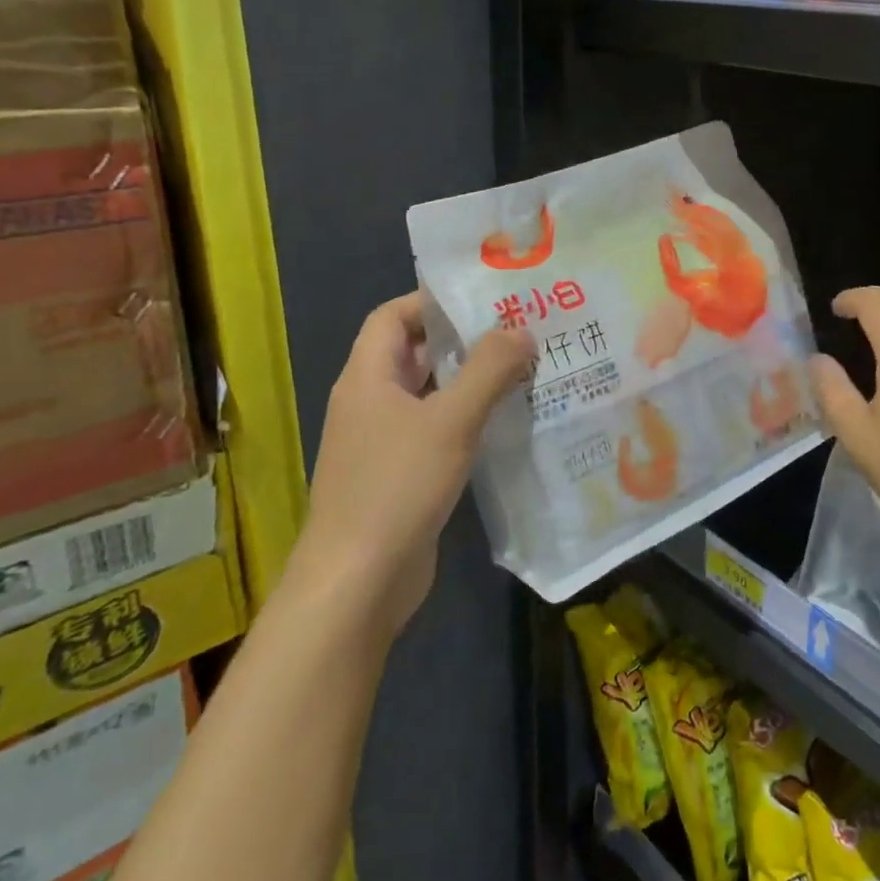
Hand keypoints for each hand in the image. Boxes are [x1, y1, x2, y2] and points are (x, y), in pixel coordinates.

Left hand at [297, 292, 534, 637]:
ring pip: (427, 394)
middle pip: (413, 352)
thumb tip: (521, 329)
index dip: (431, 300)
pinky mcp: (399, 475)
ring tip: (521, 368)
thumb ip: (488, 370)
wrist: (358, 582)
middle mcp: (370, 402)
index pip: (392, 316)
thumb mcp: (450, 420)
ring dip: (467, 380)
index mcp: (367, 377)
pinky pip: (434, 430)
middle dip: (460, 339)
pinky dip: (465, 418)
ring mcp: (382, 441)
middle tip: (516, 330)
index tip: (482, 298)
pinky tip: (504, 422)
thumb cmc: (397, 487)